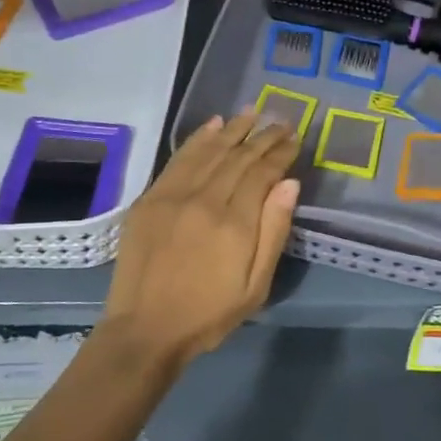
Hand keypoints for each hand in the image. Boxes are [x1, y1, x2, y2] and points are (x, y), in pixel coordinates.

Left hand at [102, 112, 300, 364]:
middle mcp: (204, 199)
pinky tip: (213, 125)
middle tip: (281, 120)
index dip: (281, 153)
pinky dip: (198, 139)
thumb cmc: (208, 314)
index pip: (262, 173)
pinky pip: (179, 159)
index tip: (295, 139)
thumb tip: (290, 183)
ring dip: (233, 129)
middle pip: (239, 157)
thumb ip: (274, 232)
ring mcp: (173, 195)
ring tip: (253, 112)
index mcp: (234, 223)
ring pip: (210, 151)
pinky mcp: (150, 198)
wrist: (145, 329)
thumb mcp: (255, 286)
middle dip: (263, 136)